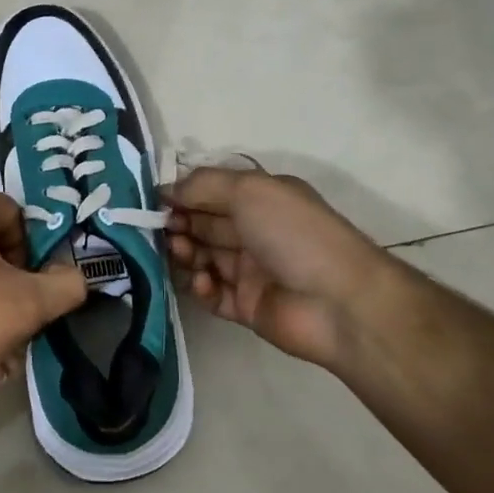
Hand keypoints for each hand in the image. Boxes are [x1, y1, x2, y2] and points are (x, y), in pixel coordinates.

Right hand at [166, 167, 388, 370]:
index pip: (213, 192)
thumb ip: (203, 185)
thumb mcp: (249, 190)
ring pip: (204, 258)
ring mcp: (251, 271)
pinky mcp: (246, 307)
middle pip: (204, 224)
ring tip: (180, 253)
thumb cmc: (294, 234)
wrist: (339, 302)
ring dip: (186, 253)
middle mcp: (256, 231)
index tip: (154, 201)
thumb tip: (166, 189)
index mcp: (263, 199)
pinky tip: (203, 282)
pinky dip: (201, 287)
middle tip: (161, 229)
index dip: (183, 195)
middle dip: (179, 223)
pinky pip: (212, 294)